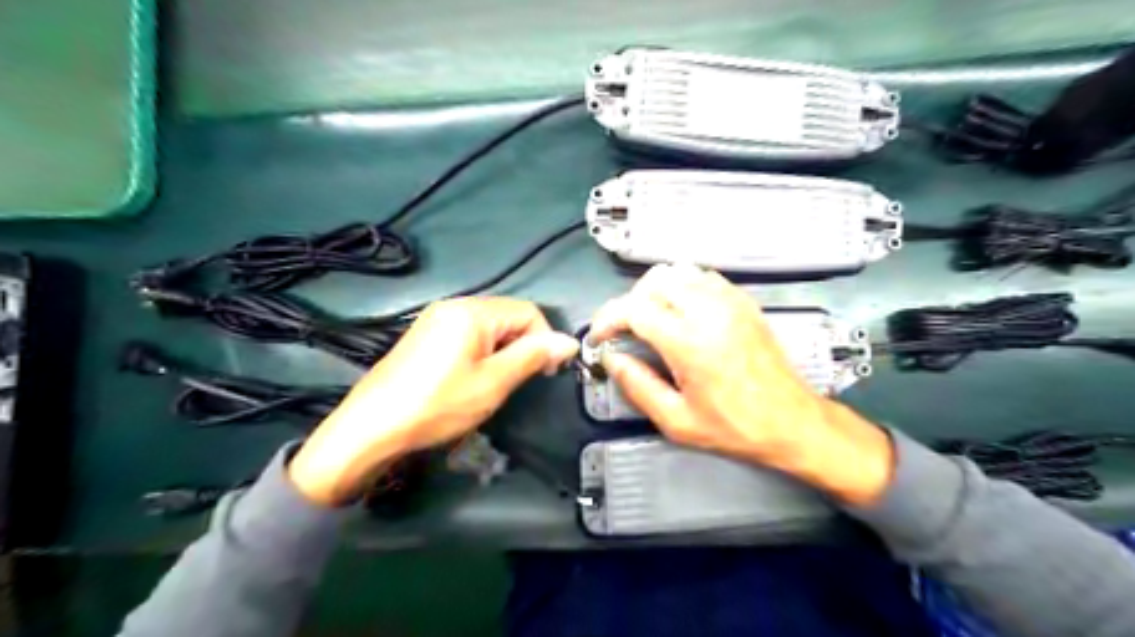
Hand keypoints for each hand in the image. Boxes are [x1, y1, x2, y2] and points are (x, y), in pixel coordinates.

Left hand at [289, 297, 578, 506]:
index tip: (546, 374)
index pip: (528, 312)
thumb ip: (533, 357)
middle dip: (524, 345)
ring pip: (489, 327)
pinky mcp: (425, 335)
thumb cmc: (438, 405)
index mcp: (472, 311)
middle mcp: (453, 306)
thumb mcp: (493, 383)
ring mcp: (436, 319)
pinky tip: (473, 378)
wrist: (371, 427)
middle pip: (507, 316)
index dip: (545, 340)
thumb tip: (569, 341)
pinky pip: (467, 335)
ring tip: (497, 383)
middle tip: (521, 381)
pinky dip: (482, 353)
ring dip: (504, 351)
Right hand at [589, 260, 891, 502]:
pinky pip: (703, 277)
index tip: (600, 338)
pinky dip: (683, 287)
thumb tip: (613, 358)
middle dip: (629, 302)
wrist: (792, 421)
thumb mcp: (677, 421)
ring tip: (651, 319)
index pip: (634, 309)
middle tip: (625, 330)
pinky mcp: (744, 301)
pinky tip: (682, 312)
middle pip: (653, 282)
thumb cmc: (734, 427)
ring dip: (655, 291)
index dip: (607, 320)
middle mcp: (708, 311)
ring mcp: (730, 301)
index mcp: (688, 342)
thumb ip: (637, 386)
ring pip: (677, 272)